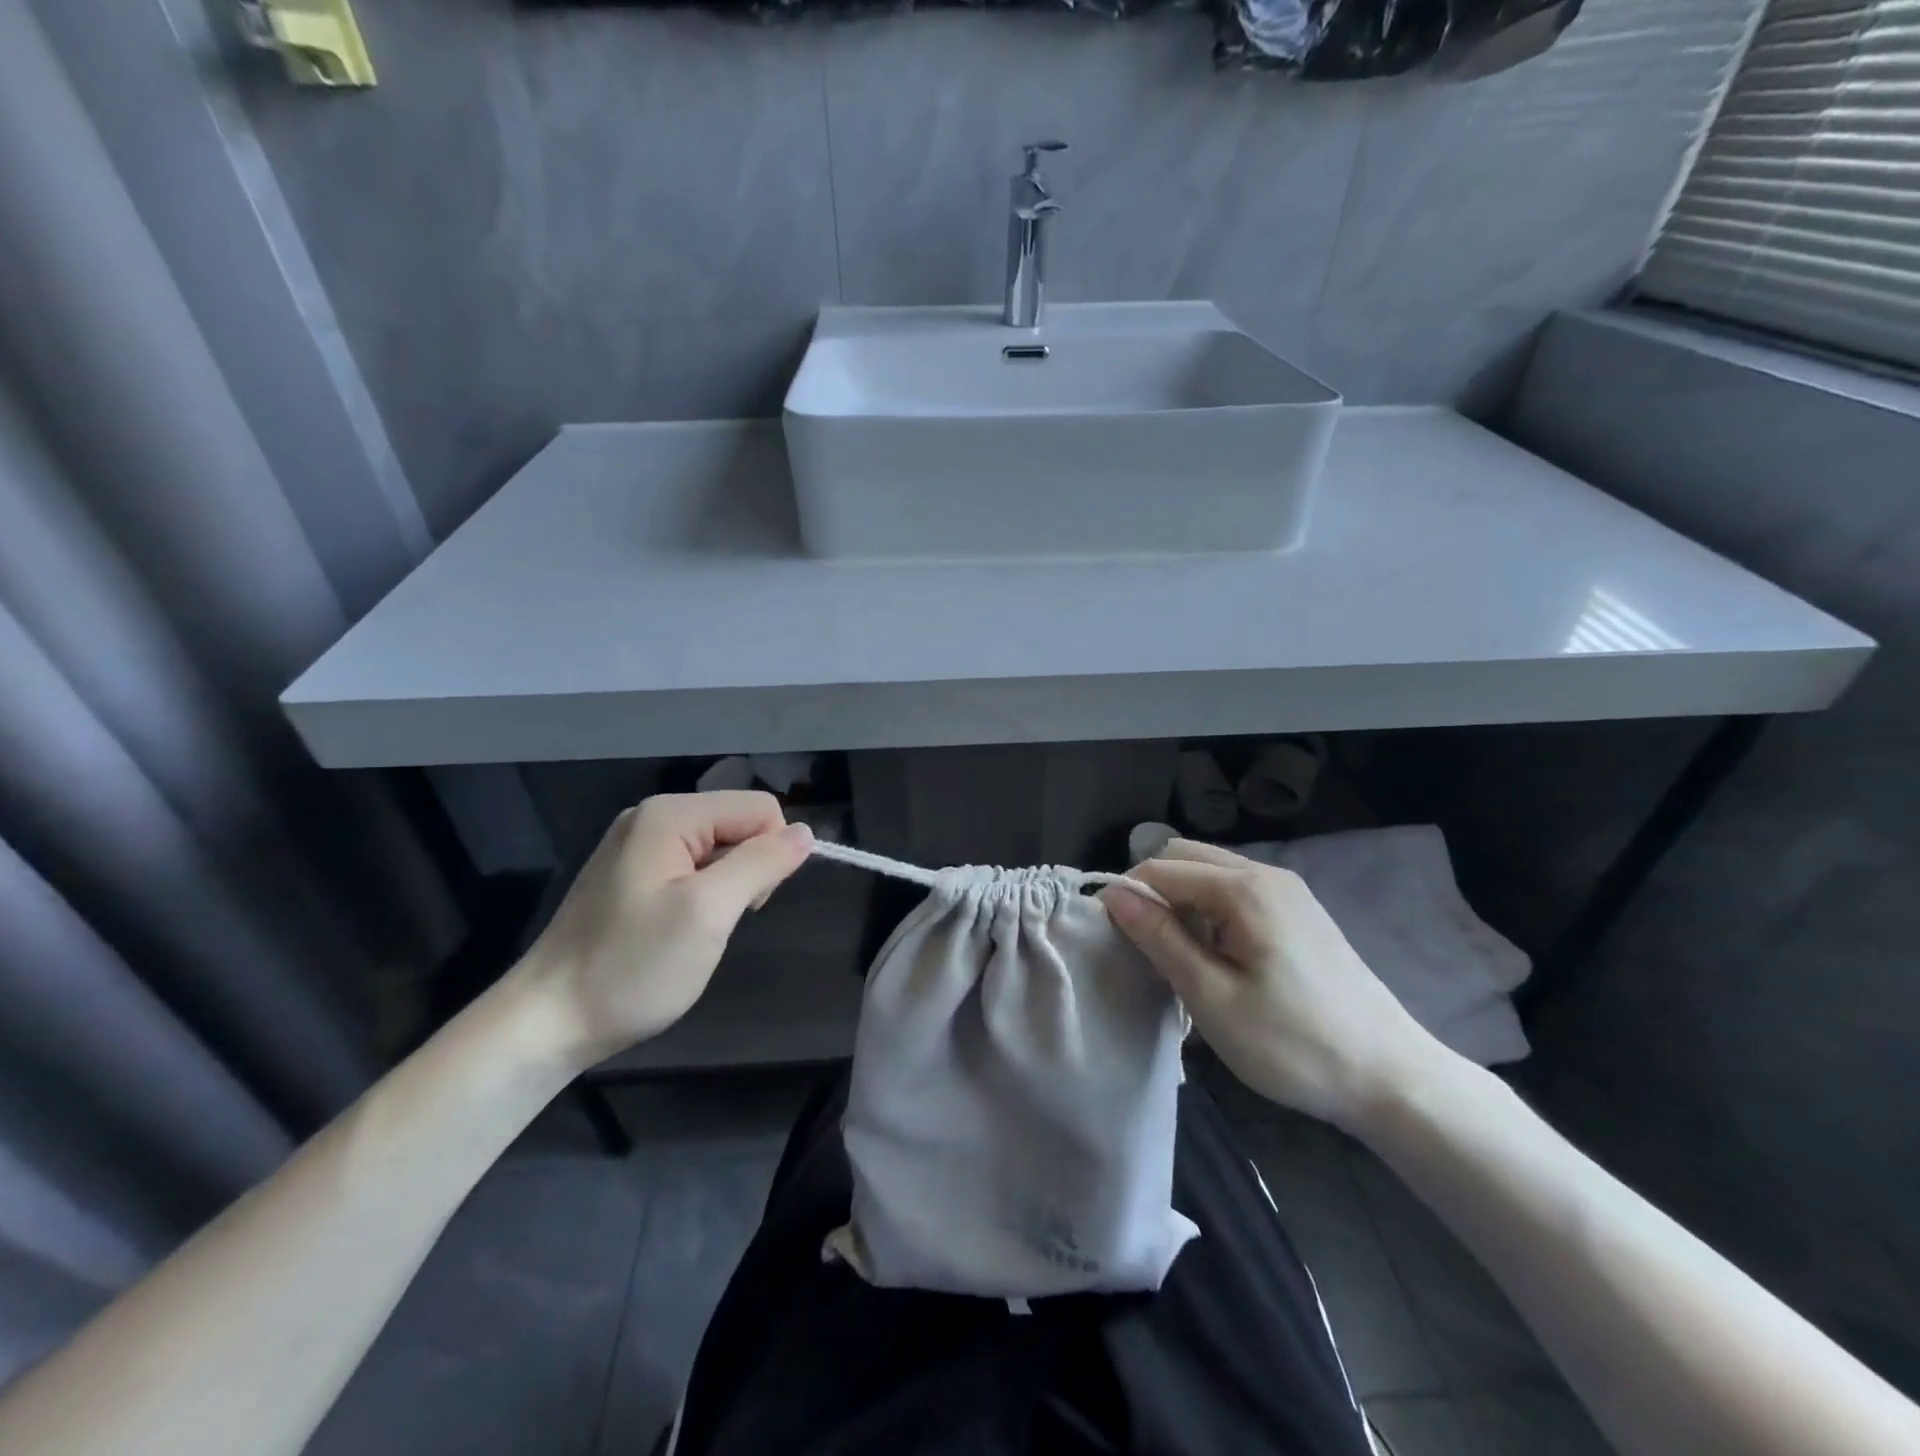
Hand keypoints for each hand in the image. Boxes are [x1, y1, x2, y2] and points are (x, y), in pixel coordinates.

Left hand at [515, 792, 813, 1066]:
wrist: (547, 1022)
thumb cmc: (631, 967)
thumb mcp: (708, 913)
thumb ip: (761, 864)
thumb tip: (805, 833)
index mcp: (670, 814)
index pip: (760, 808)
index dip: (771, 854)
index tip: (746, 905)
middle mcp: (653, 817)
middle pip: (739, 823)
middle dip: (748, 869)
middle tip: (720, 920)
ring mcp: (638, 845)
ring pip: (720, 847)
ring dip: (727, 886)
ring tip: (698, 928)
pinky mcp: (632, 873)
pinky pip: (693, 866)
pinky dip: (703, 894)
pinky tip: (680, 928)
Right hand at [1101, 839, 1445, 1130]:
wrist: (1391, 1077)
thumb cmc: (1293, 1043)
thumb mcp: (1212, 997)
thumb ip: (1160, 938)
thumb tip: (1114, 895)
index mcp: (1243, 887)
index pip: (1160, 867)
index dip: (1129, 896)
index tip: (1118, 941)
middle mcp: (1266, 873)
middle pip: (1185, 857)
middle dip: (1155, 892)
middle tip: (1150, 947)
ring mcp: (1288, 889)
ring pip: (1211, 871)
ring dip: (1183, 900)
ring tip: (1182, 956)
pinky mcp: (1300, 910)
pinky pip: (1237, 889)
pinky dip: (1211, 909)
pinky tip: (1219, 956)